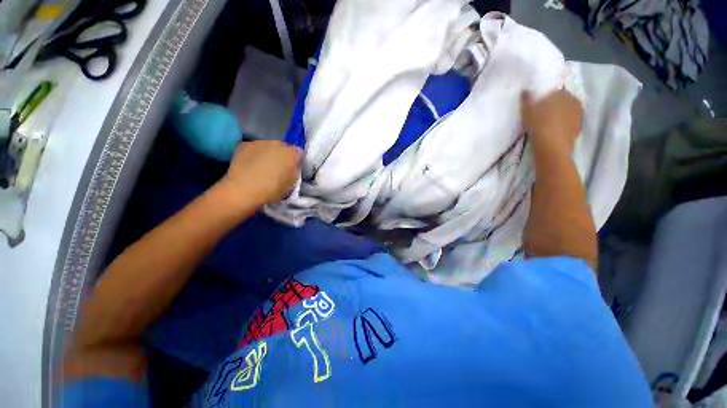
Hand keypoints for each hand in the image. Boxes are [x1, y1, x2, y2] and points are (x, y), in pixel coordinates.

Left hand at [220, 140, 300, 205]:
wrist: (243, 189)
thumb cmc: (271, 190)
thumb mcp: (291, 184)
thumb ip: (294, 171)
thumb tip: (294, 166)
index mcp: (291, 154)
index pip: (298, 152)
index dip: (296, 160)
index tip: (292, 168)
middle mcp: (277, 144)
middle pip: (283, 147)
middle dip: (282, 155)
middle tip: (278, 168)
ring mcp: (260, 142)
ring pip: (268, 146)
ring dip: (268, 154)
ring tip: (262, 167)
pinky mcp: (245, 144)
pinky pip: (254, 148)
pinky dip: (254, 154)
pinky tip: (250, 165)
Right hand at [521, 90, 582, 152]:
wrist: (552, 146)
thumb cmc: (538, 125)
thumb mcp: (526, 111)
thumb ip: (526, 99)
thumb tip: (526, 90)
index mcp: (561, 93)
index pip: (554, 91)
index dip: (546, 98)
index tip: (538, 105)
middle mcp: (573, 100)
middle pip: (562, 101)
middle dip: (555, 106)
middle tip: (543, 115)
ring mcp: (579, 114)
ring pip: (568, 111)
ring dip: (560, 115)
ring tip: (549, 124)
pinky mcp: (580, 126)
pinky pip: (570, 122)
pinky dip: (564, 125)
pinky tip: (555, 131)